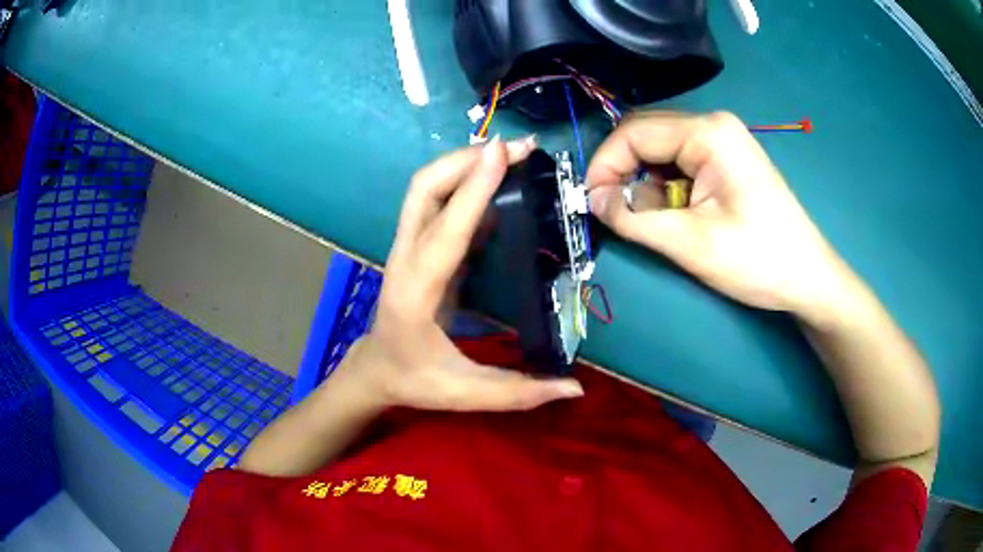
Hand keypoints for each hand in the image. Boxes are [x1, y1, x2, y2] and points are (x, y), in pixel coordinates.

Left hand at [342, 137, 583, 412]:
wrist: (376, 370)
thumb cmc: (415, 381)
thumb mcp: (465, 395)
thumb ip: (519, 393)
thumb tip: (575, 388)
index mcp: (416, 292)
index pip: (446, 231)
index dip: (474, 189)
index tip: (503, 152)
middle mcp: (406, 259)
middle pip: (424, 189)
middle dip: (467, 160)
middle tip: (518, 149)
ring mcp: (408, 247)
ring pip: (426, 188)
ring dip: (464, 163)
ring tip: (512, 155)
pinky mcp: (419, 245)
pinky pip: (437, 202)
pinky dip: (465, 182)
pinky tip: (498, 182)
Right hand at [587, 111, 854, 317]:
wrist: (808, 278)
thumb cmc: (758, 259)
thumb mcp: (691, 243)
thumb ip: (634, 218)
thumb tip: (592, 200)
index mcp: (708, 133)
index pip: (636, 132)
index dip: (605, 164)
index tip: (589, 202)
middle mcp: (713, 126)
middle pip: (647, 137)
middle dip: (624, 174)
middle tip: (613, 214)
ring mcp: (722, 142)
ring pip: (661, 153)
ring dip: (646, 186)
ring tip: (654, 223)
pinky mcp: (726, 161)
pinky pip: (680, 165)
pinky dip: (666, 190)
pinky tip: (676, 216)